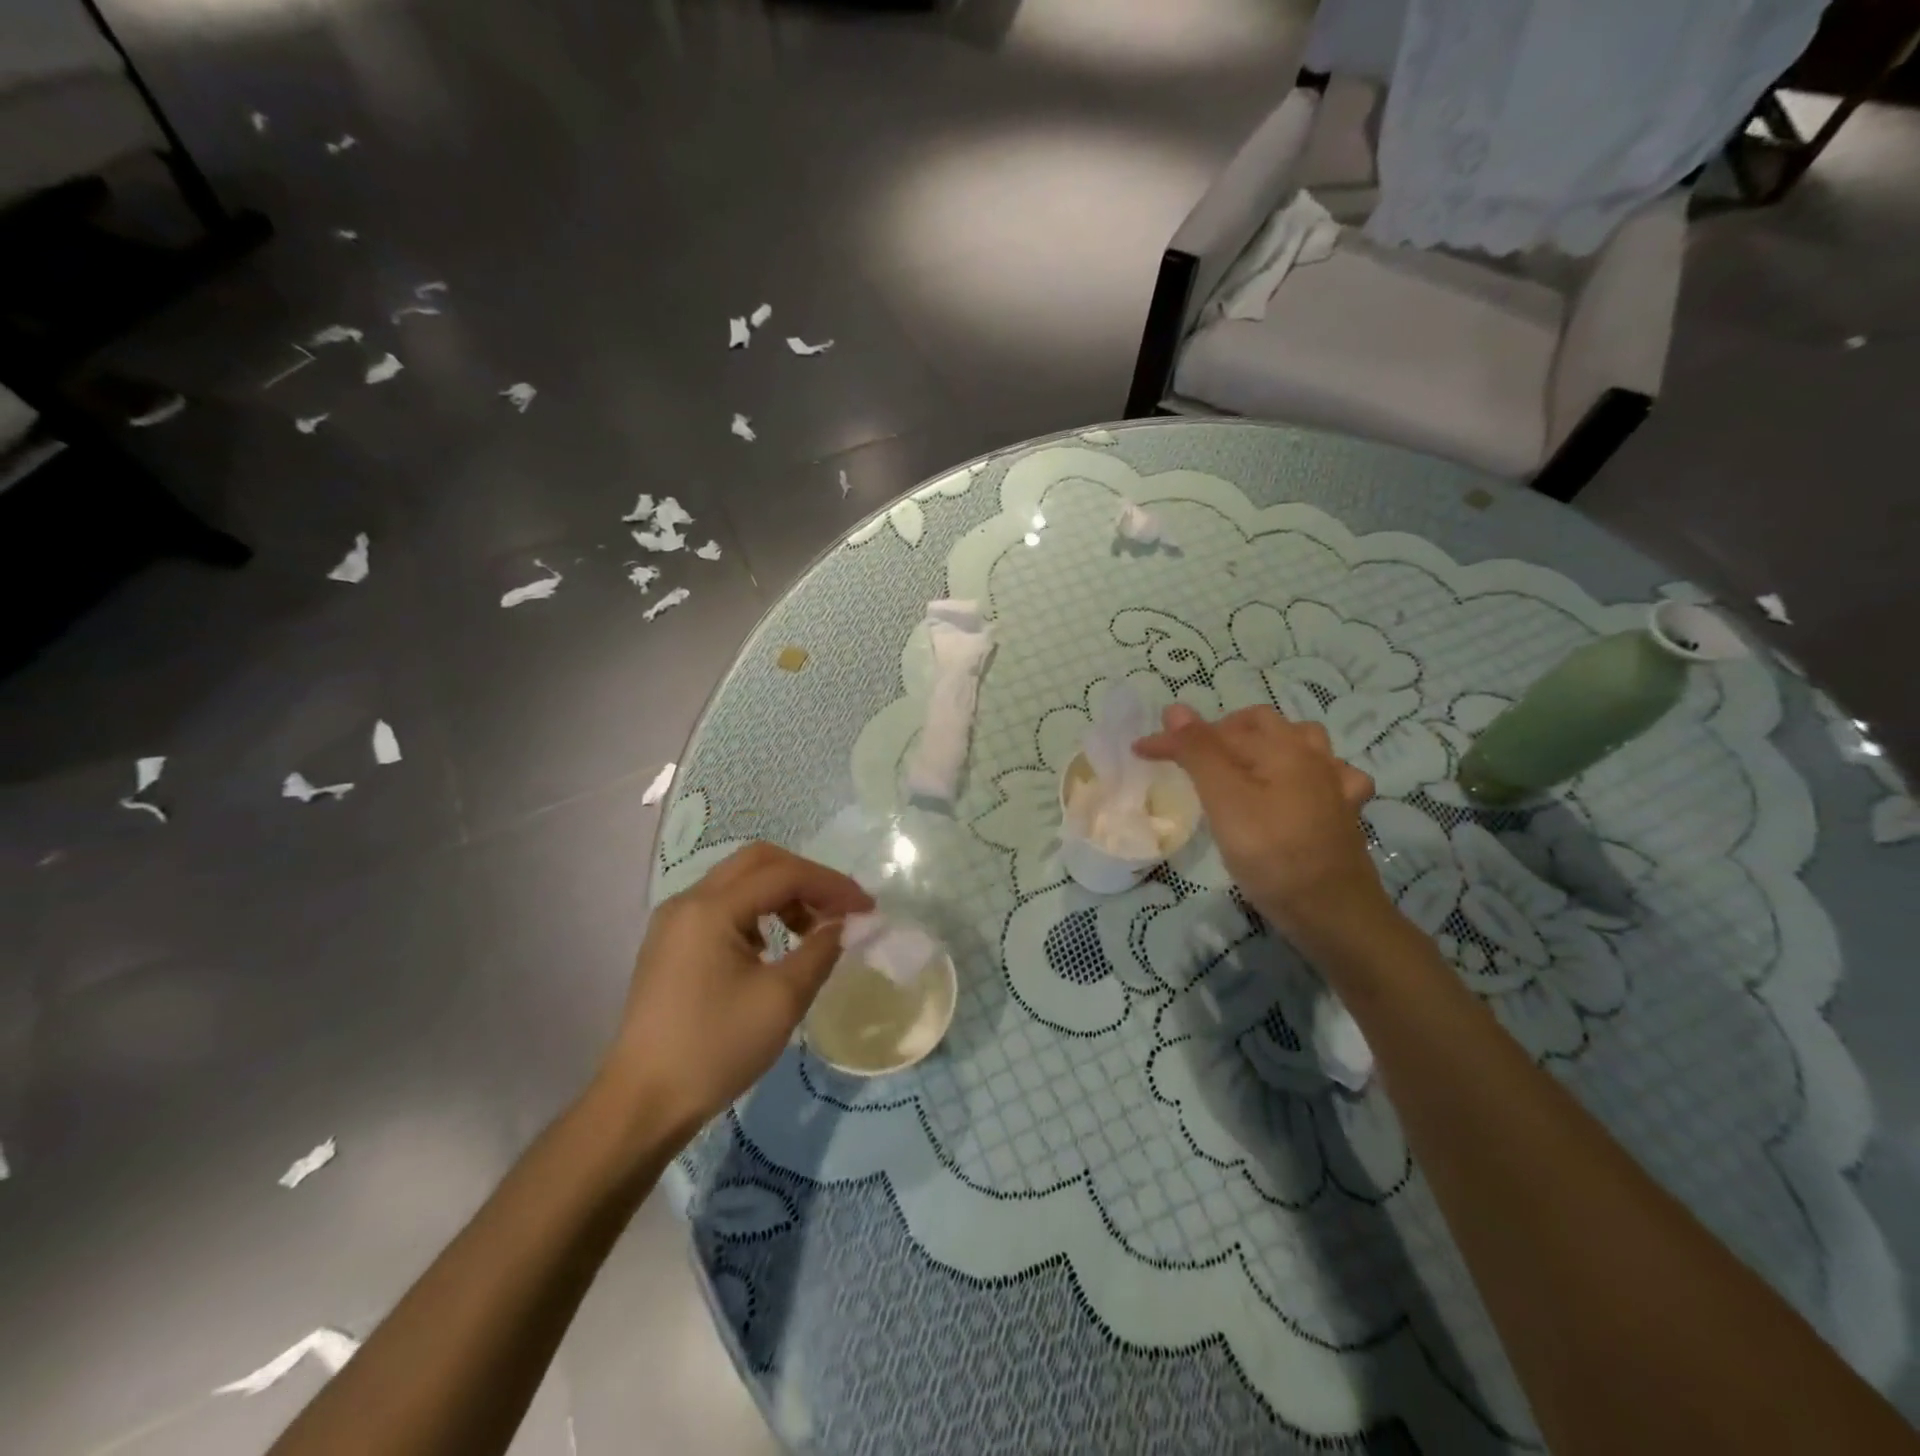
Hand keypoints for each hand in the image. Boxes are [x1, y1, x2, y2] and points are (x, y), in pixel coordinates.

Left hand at [600, 843, 872, 1134]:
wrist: (642, 1103)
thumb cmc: (716, 1048)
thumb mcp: (782, 999)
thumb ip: (821, 950)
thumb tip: (843, 924)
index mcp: (712, 908)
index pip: (784, 874)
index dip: (831, 885)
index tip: (866, 908)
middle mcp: (689, 901)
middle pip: (758, 862)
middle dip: (806, 878)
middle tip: (838, 908)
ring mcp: (674, 921)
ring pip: (739, 881)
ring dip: (781, 893)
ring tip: (810, 931)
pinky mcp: (670, 943)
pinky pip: (722, 906)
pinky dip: (757, 912)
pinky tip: (771, 948)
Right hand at [1135, 705, 1388, 951]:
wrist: (1333, 913)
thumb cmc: (1271, 854)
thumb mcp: (1224, 801)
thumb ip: (1198, 753)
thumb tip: (1174, 709)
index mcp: (1281, 747)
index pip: (1215, 732)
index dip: (1175, 739)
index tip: (1140, 752)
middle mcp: (1312, 756)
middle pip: (1263, 725)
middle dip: (1223, 732)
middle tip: (1191, 757)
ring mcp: (1335, 785)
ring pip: (1301, 744)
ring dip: (1268, 744)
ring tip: (1241, 765)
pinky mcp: (1344, 814)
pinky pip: (1330, 778)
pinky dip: (1308, 774)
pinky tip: (1298, 791)